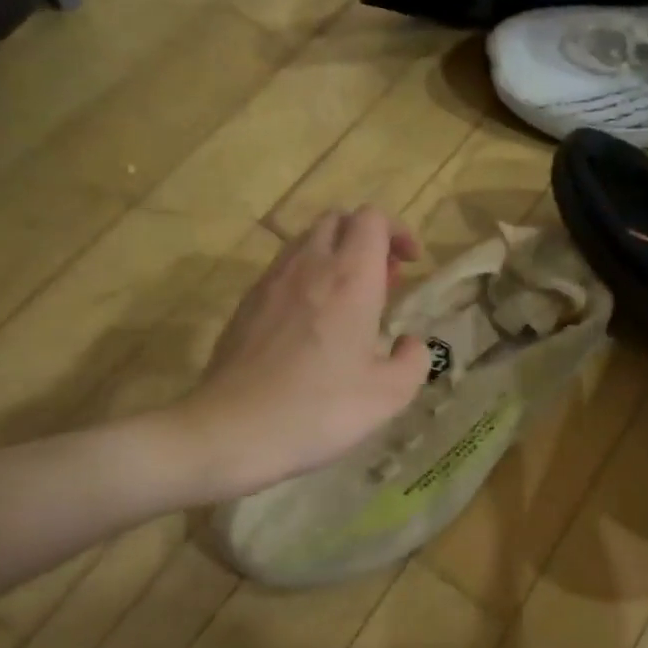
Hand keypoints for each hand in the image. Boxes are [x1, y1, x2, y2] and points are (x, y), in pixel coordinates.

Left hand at [174, 208, 432, 500]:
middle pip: (337, 220)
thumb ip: (414, 360)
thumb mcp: (389, 395)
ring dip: (334, 256)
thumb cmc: (319, 409)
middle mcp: (309, 265)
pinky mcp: (246, 303)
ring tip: (347, 302)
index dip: (396, 232)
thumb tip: (410, 342)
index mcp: (350, 278)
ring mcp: (271, 281)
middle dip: (365, 239)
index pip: (371, 219)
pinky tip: (310, 324)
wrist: (233, 428)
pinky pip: (283, 270)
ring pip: (306, 241)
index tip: (408, 264)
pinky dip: (305, 278)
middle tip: (381, 281)